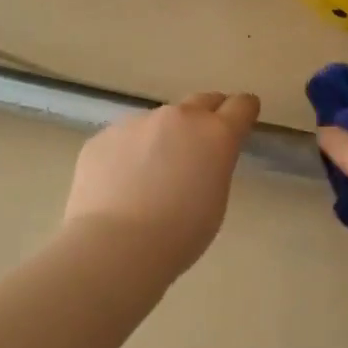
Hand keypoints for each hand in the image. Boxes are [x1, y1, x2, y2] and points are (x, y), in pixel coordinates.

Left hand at [64, 90, 260, 275]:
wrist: (116, 245)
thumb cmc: (180, 234)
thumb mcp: (215, 200)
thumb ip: (213, 167)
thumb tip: (199, 159)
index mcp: (215, 134)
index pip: (241, 106)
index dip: (245, 111)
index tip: (244, 117)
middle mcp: (178, 118)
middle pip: (202, 101)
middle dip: (208, 116)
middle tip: (203, 142)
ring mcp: (136, 123)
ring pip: (159, 121)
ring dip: (163, 137)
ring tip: (152, 174)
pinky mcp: (103, 136)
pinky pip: (125, 139)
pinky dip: (130, 153)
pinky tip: (122, 184)